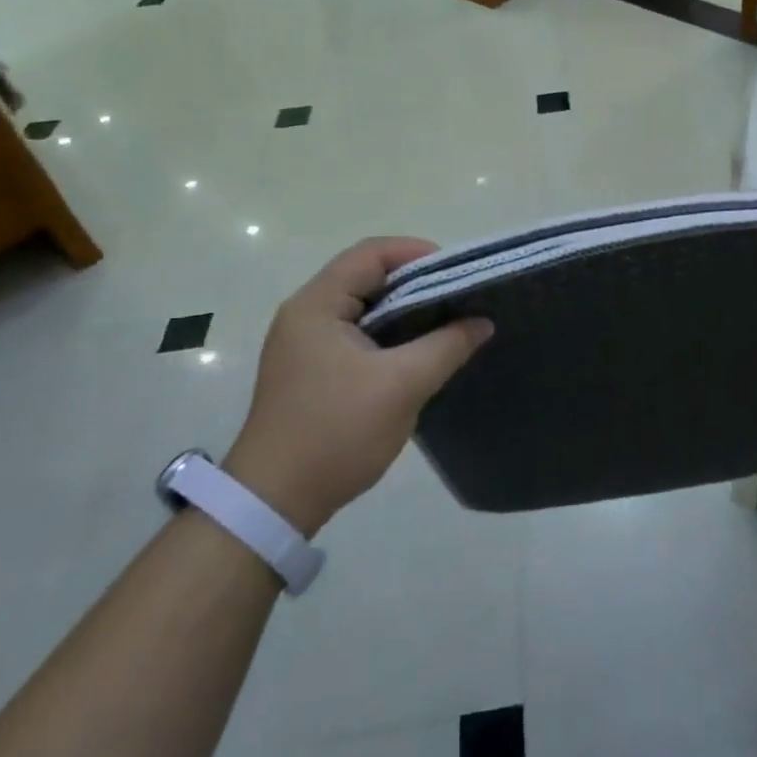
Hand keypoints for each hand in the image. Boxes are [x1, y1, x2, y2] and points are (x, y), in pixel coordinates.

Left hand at [223, 238, 491, 534]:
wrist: (274, 503)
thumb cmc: (336, 431)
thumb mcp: (403, 385)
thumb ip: (447, 345)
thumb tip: (482, 321)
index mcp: (317, 304)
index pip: (371, 253)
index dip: (417, 253)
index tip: (458, 274)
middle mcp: (306, 314)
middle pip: (367, 276)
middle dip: (417, 283)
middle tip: (460, 299)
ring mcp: (306, 344)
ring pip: (365, 308)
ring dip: (406, 311)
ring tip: (448, 323)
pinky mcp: (312, 371)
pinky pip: (359, 335)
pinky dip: (391, 335)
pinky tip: (420, 353)